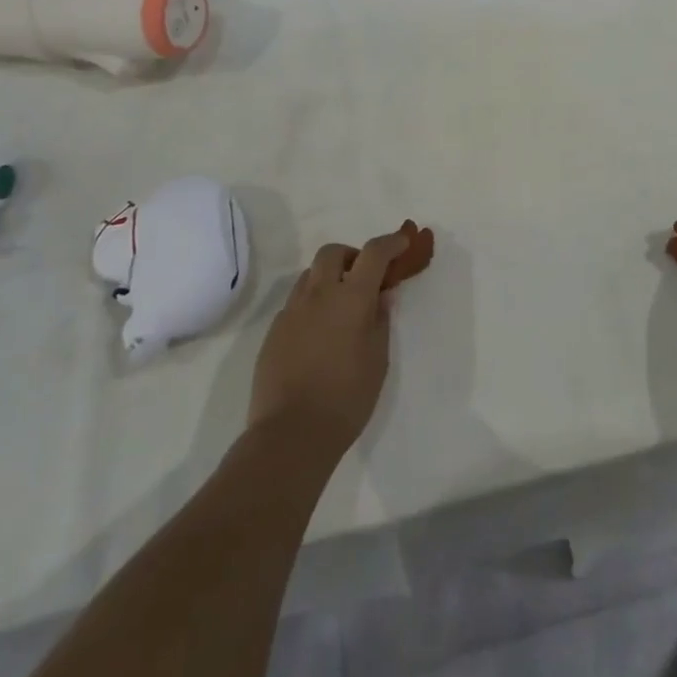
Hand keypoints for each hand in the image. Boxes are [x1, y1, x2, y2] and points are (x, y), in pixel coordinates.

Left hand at [247, 230, 408, 460]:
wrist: (290, 435)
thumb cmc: (346, 398)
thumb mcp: (378, 360)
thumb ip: (380, 320)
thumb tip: (382, 295)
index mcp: (351, 297)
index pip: (373, 253)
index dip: (390, 242)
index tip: (402, 242)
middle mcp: (318, 295)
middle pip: (332, 253)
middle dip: (351, 256)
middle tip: (364, 277)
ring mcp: (291, 312)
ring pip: (309, 276)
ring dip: (328, 278)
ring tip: (340, 307)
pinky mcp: (273, 332)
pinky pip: (295, 303)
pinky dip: (311, 304)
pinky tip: (319, 334)